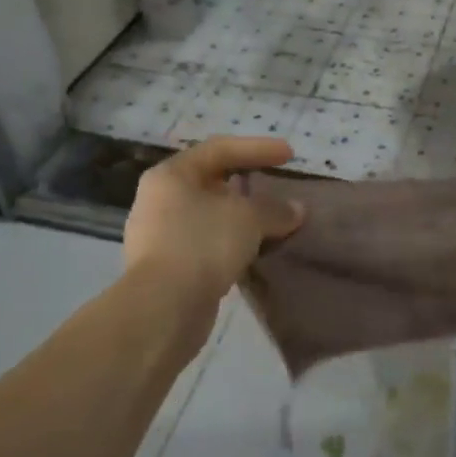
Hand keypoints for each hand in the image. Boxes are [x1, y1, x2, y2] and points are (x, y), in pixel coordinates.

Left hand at [122, 137, 304, 317]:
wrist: (163, 309)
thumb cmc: (202, 244)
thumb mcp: (248, 218)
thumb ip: (275, 209)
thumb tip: (297, 210)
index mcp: (171, 175)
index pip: (220, 149)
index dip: (257, 148)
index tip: (289, 155)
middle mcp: (159, 199)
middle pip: (211, 181)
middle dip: (247, 183)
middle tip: (276, 185)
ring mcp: (158, 234)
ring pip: (209, 214)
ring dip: (241, 216)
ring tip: (271, 221)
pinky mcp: (165, 267)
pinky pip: (205, 242)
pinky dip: (231, 241)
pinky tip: (254, 249)